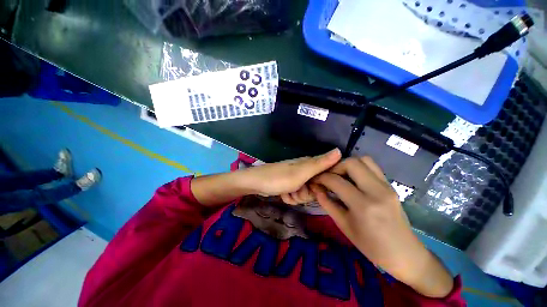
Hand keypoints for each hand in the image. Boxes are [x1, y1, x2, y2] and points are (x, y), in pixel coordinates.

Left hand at [243, 148, 341, 203]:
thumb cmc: (279, 178)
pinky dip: (290, 197)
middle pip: (316, 187)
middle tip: (297, 190)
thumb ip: (320, 163)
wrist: (256, 183)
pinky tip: (284, 195)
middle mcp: (304, 170)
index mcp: (309, 164)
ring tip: (288, 192)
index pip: (328, 175)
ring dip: (297, 197)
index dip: (324, 185)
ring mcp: (296, 178)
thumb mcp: (301, 172)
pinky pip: (297, 195)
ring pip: (306, 194)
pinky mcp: (290, 185)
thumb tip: (340, 150)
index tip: (315, 189)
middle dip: (307, 193)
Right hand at [311, 157, 453, 297]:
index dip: (321, 177)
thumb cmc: (370, 246)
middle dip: (335, 166)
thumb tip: (314, 187)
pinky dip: (359, 167)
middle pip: (352, 163)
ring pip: (364, 160)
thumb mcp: (343, 225)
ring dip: (348, 164)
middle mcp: (377, 191)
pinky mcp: (391, 185)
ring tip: (340, 176)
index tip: (314, 179)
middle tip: (328, 176)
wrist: (404, 254)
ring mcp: (387, 186)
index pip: (336, 181)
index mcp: (363, 206)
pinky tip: (353, 179)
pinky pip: (372, 167)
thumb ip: (326, 202)